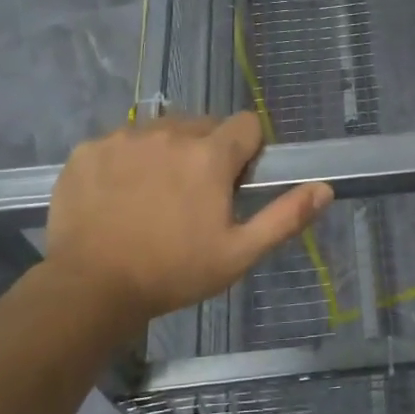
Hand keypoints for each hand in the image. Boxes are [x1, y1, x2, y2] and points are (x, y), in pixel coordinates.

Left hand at [42, 111, 331, 333]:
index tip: (235, 183)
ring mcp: (124, 138)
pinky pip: (120, 142)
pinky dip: (126, 161)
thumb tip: (325, 188)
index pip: (247, 124)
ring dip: (167, 152)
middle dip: (207, 151)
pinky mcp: (88, 149)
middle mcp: (169, 132)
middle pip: (203, 125)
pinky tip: (117, 196)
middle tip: (194, 196)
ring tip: (154, 196)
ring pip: (160, 130)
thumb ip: (285, 217)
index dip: (248, 151)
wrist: (89, 289)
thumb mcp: (239, 254)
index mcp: (210, 154)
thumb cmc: (173, 273)